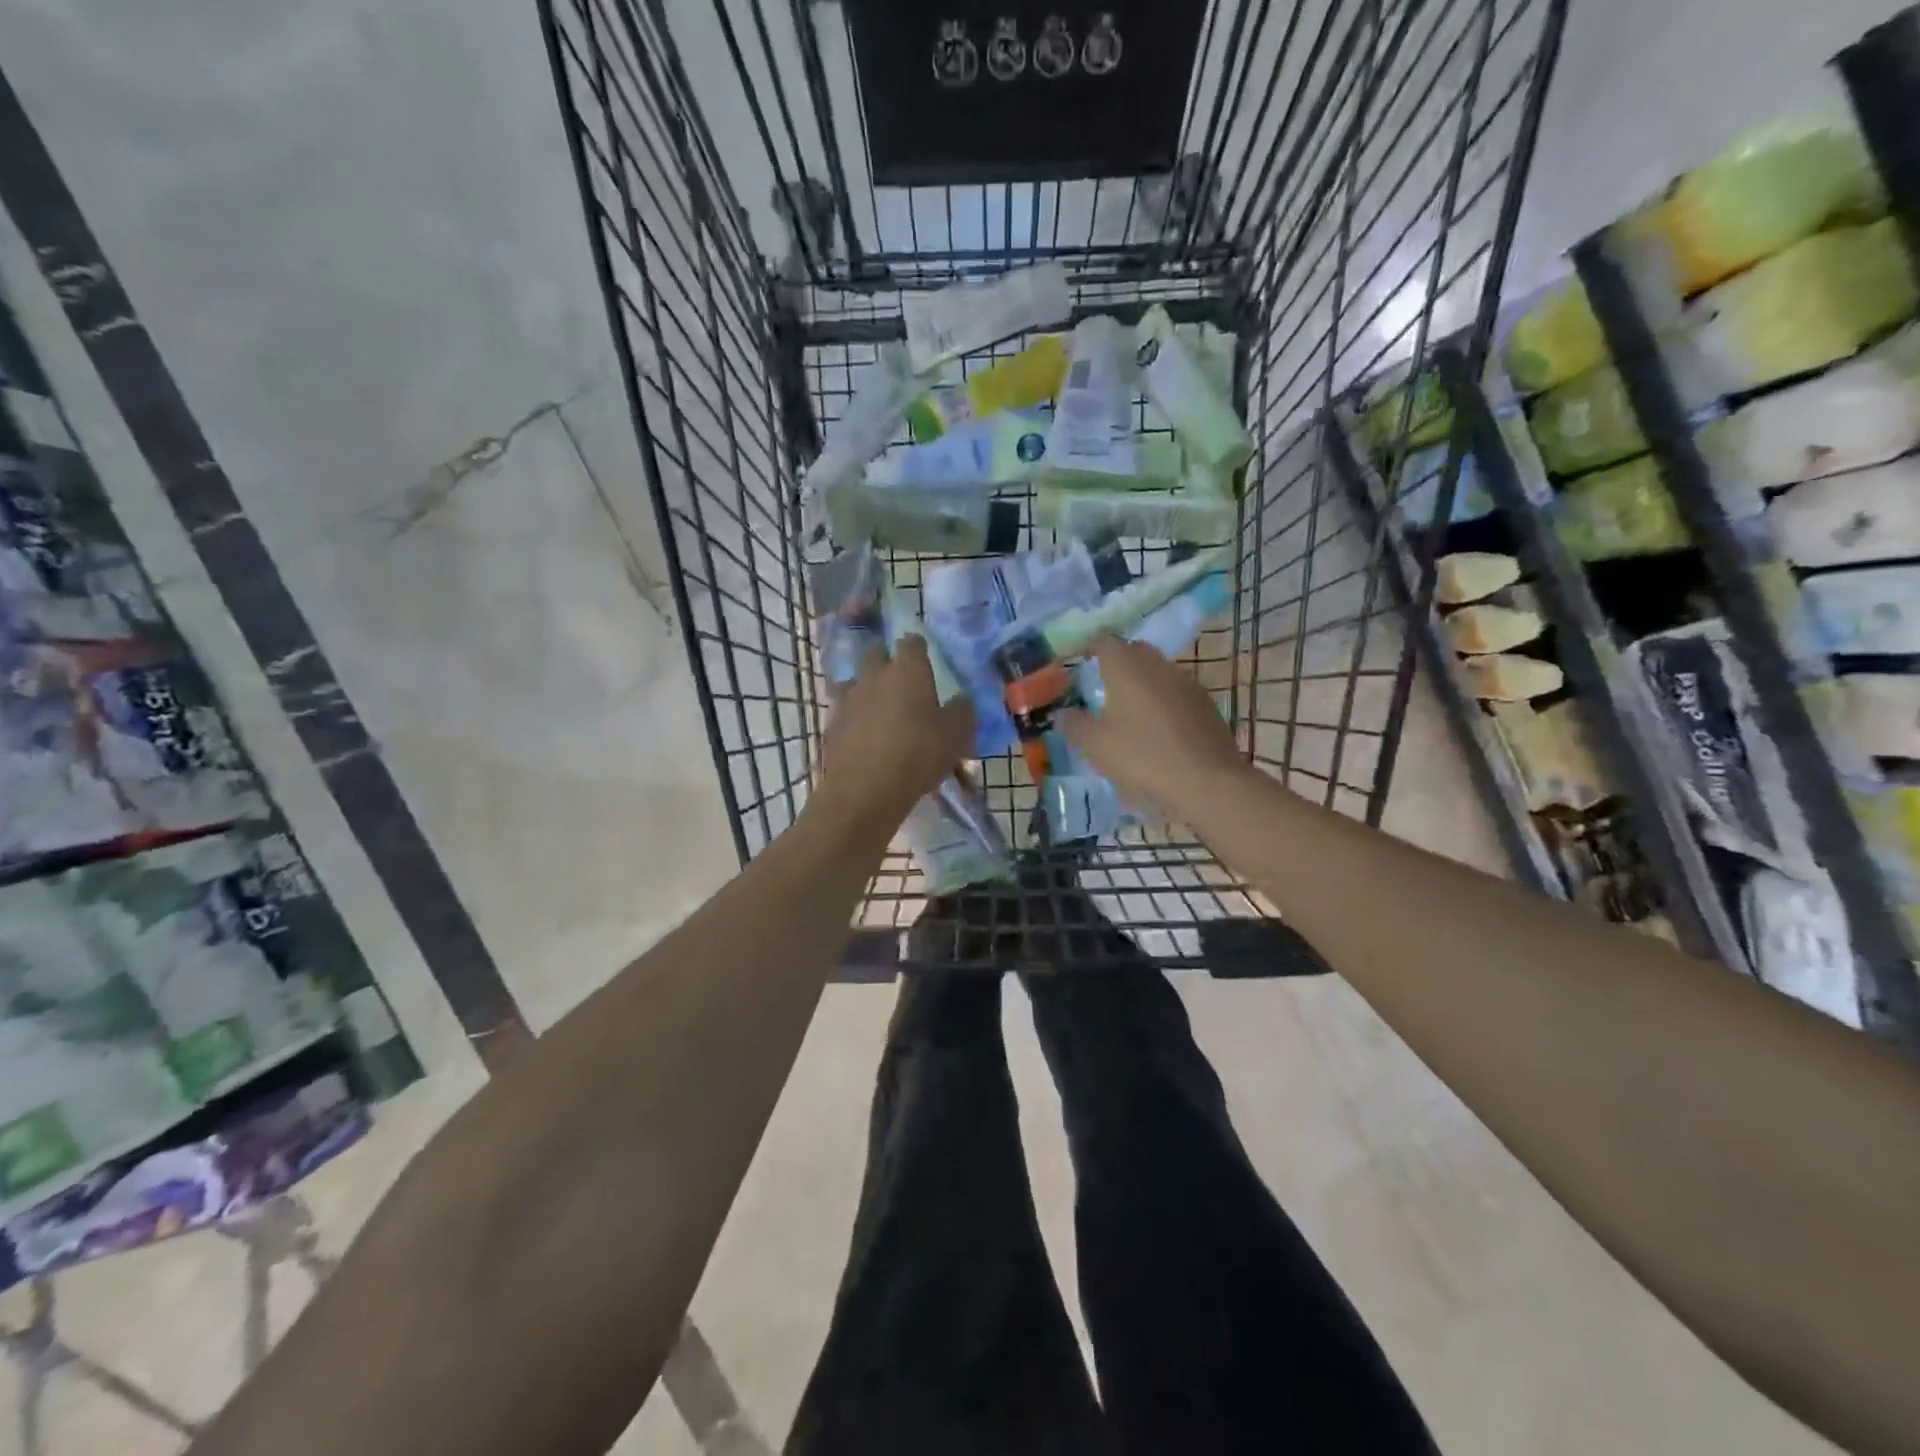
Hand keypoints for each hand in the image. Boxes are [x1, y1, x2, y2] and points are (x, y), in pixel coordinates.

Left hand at [816, 635, 974, 831]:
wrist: (865, 790)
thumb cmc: (918, 754)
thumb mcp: (957, 735)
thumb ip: (962, 710)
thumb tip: (961, 700)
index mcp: (907, 670)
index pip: (911, 642)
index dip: (919, 648)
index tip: (926, 658)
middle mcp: (874, 675)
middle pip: (876, 654)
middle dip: (888, 662)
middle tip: (902, 682)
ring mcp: (848, 698)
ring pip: (856, 681)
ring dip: (868, 689)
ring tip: (881, 709)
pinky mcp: (832, 723)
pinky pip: (846, 711)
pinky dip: (855, 718)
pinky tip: (865, 736)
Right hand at [1058, 635, 1247, 815]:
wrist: (1208, 782)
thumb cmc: (1144, 758)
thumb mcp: (1096, 747)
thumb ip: (1074, 725)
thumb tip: (1063, 713)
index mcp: (1128, 668)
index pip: (1105, 642)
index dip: (1090, 651)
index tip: (1081, 669)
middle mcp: (1158, 666)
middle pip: (1135, 651)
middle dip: (1118, 664)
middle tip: (1104, 690)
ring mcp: (1187, 683)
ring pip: (1159, 671)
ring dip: (1143, 684)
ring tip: (1131, 714)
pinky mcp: (1206, 704)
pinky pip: (1177, 692)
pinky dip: (1164, 701)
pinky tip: (1160, 730)